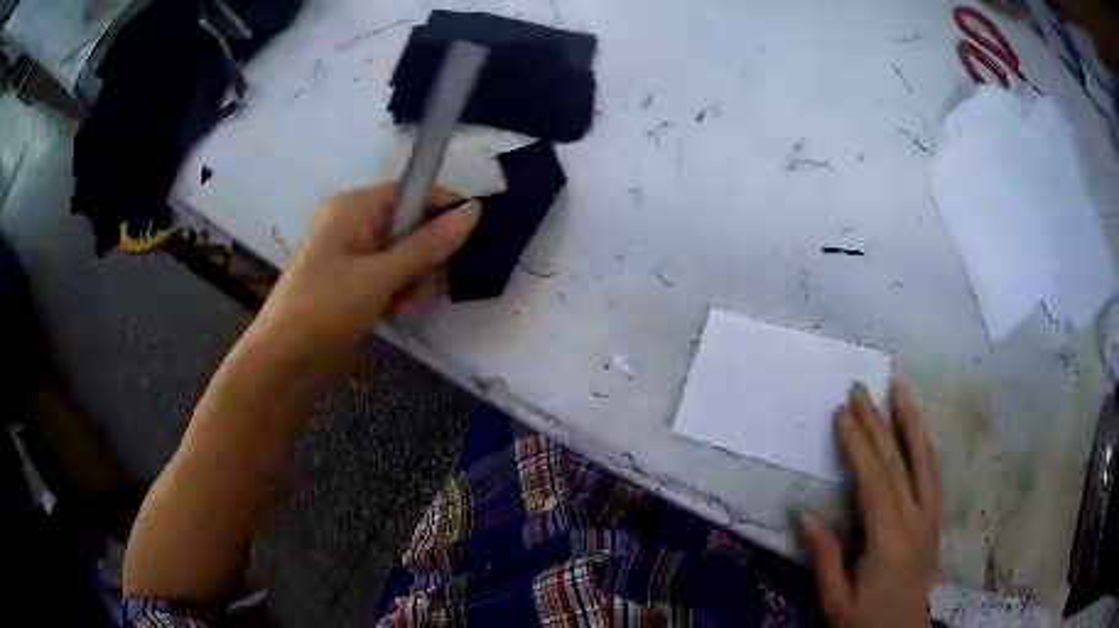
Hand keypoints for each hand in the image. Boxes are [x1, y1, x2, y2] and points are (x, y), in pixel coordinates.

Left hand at [250, 184, 479, 361]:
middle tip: (425, 289)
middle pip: (411, 227)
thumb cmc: (326, 309)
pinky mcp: (352, 283)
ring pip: (405, 256)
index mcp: (354, 207)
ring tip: (405, 310)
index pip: (412, 192)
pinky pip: (390, 277)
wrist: (284, 362)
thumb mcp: (380, 276)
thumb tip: (474, 210)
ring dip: (415, 282)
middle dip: (426, 259)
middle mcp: (353, 224)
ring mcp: (352, 255)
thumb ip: (429, 244)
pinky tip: (397, 316)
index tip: (472, 237)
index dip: (443, 210)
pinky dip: (399, 294)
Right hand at [803, 380, 939, 627]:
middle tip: (861, 389)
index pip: (874, 480)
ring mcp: (930, 516)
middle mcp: (915, 519)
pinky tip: (917, 430)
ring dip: (911, 421)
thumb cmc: (865, 622)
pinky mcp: (935, 519)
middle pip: (898, 462)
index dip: (858, 444)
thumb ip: (825, 558)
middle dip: (878, 422)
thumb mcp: (835, 601)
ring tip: (899, 388)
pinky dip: (924, 445)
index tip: (842, 414)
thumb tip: (806, 514)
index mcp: (889, 539)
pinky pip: (932, 473)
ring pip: (924, 459)